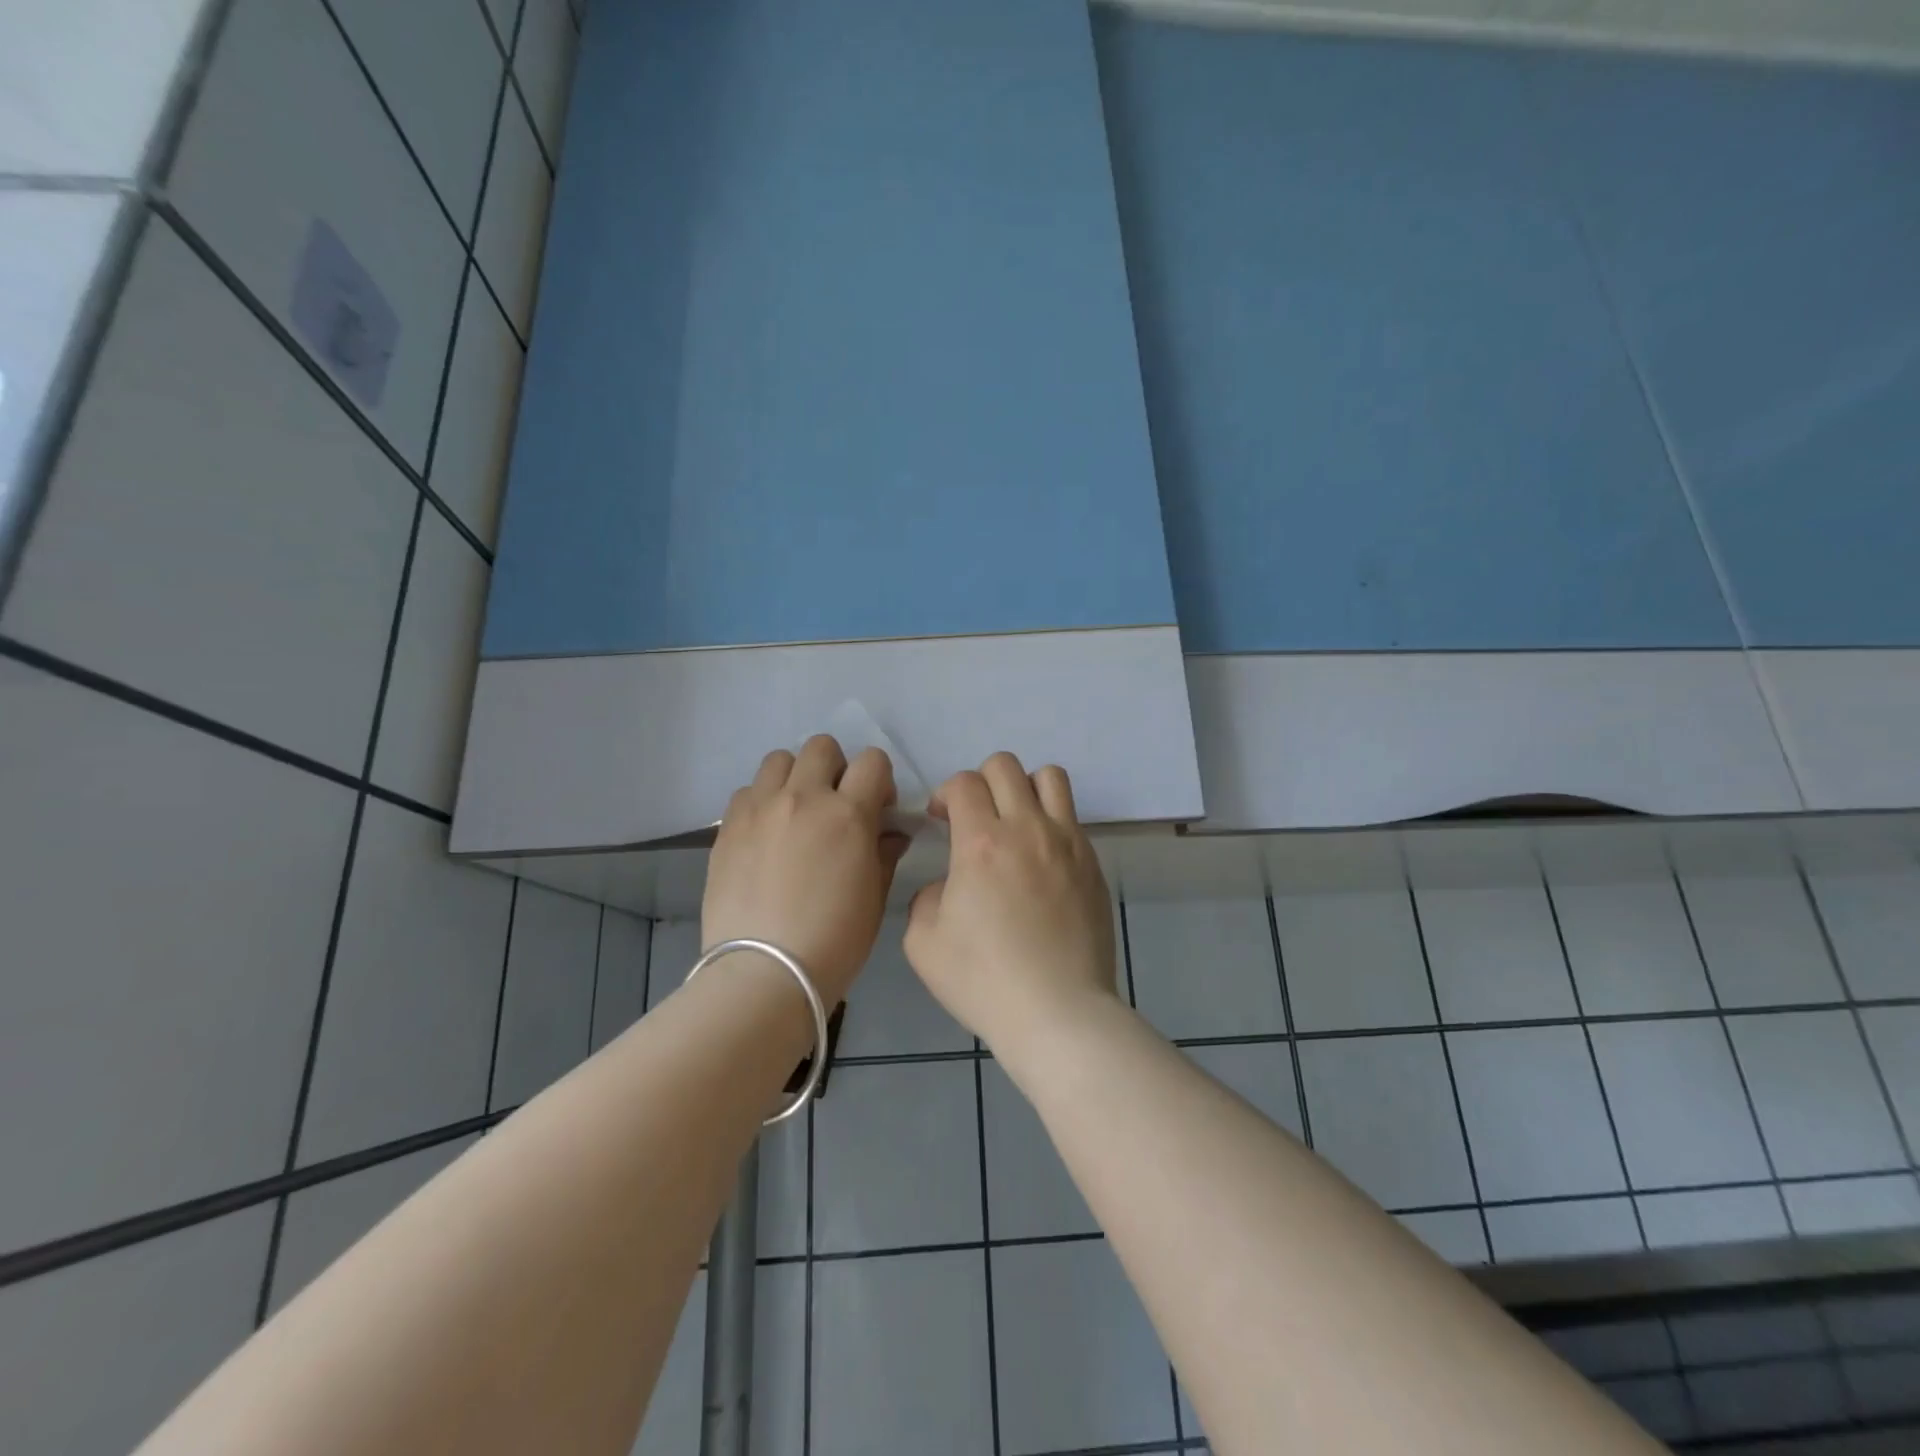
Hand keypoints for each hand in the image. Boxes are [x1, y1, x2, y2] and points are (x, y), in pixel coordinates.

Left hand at [703, 736, 903, 1006]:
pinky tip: (765, 835)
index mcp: (848, 814)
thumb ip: (884, 853)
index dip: (878, 779)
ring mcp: (760, 809)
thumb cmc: (835, 941)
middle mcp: (803, 798)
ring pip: (779, 760)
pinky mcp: (728, 827)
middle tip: (834, 806)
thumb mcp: (875, 897)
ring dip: (794, 778)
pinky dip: (761, 803)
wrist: (765, 973)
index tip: (876, 808)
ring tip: (795, 813)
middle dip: (835, 769)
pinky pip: (746, 792)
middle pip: (821, 747)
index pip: (872, 761)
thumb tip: (889, 832)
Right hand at [903, 752, 1120, 1056]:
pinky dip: (1051, 821)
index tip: (939, 819)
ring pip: (1050, 777)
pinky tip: (1041, 860)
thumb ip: (926, 898)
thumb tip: (948, 886)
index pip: (963, 783)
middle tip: (973, 817)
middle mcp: (1027, 829)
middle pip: (1006, 766)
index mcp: (981, 842)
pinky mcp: (1093, 864)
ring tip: (1015, 822)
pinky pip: (1072, 818)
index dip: (944, 793)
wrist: (1058, 1012)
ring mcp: (1067, 843)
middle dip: (981, 781)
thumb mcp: (923, 943)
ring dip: (1024, 788)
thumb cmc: (984, 980)